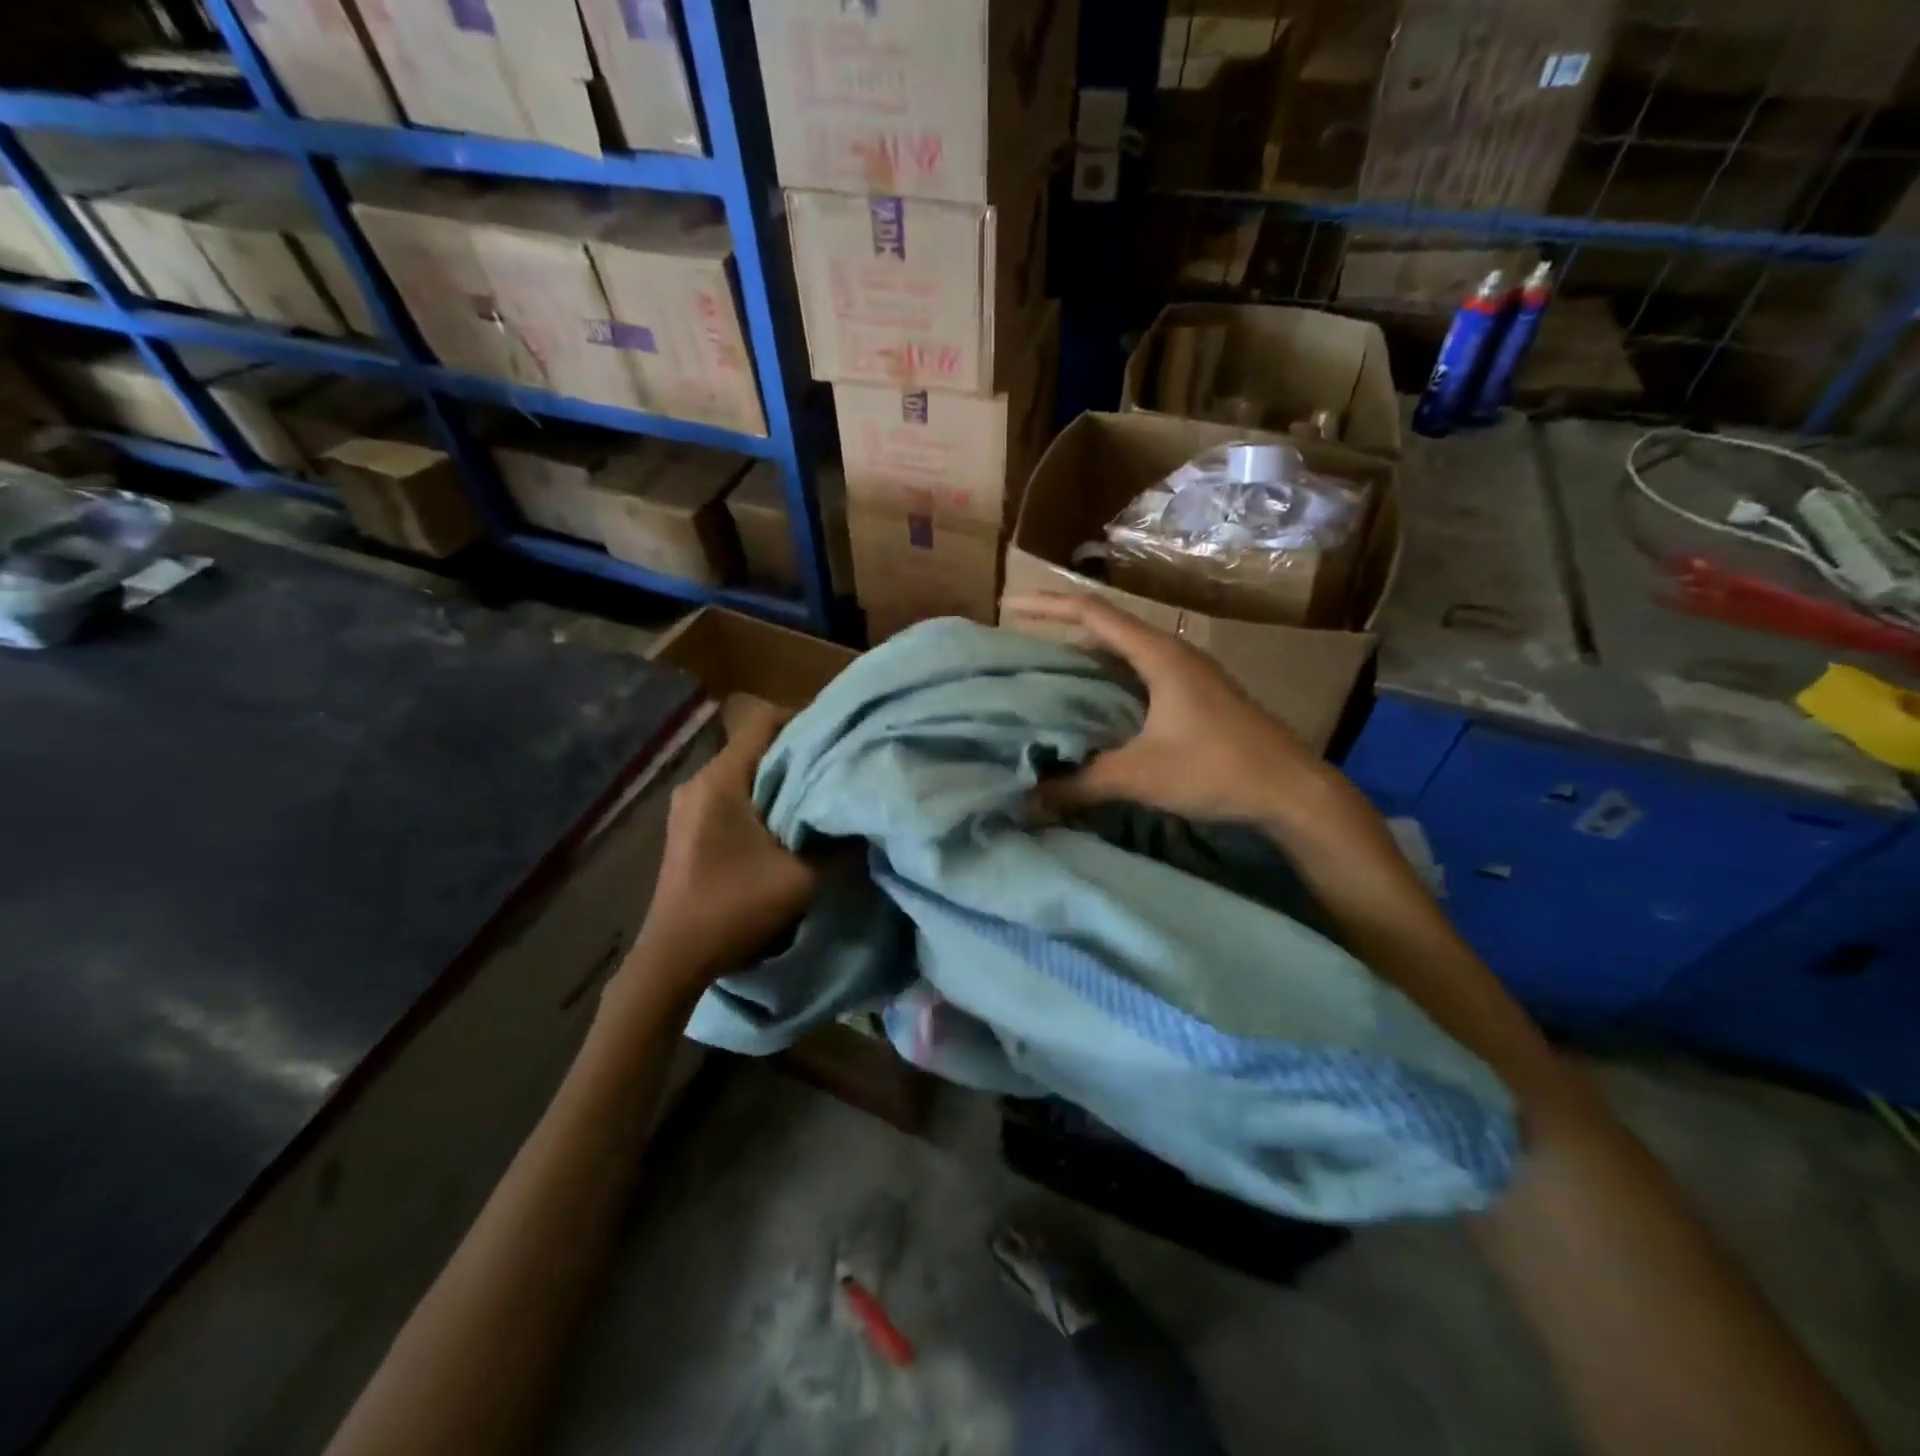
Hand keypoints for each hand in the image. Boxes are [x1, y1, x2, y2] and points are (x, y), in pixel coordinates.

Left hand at [625, 700, 816, 995]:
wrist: (673, 959)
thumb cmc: (734, 909)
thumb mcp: (801, 879)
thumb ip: (837, 844)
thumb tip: (863, 819)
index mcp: (720, 781)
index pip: (763, 722)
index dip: (805, 720)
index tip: (839, 737)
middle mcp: (698, 782)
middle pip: (755, 745)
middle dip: (798, 752)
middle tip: (838, 766)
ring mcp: (689, 804)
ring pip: (745, 771)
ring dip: (781, 778)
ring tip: (818, 793)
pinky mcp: (688, 826)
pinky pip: (732, 793)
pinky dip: (762, 797)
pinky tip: (786, 820)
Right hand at [1003, 592, 1339, 829]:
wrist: (1292, 791)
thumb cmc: (1217, 769)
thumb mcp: (1140, 776)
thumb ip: (1080, 783)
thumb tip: (1028, 797)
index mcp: (1158, 654)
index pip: (1092, 613)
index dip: (1047, 606)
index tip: (1008, 609)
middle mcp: (1173, 653)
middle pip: (1107, 626)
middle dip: (1060, 629)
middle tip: (1019, 644)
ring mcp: (1189, 674)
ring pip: (1125, 652)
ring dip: (1086, 656)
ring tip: (1046, 671)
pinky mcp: (1197, 696)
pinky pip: (1139, 674)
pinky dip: (1108, 680)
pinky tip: (1092, 705)